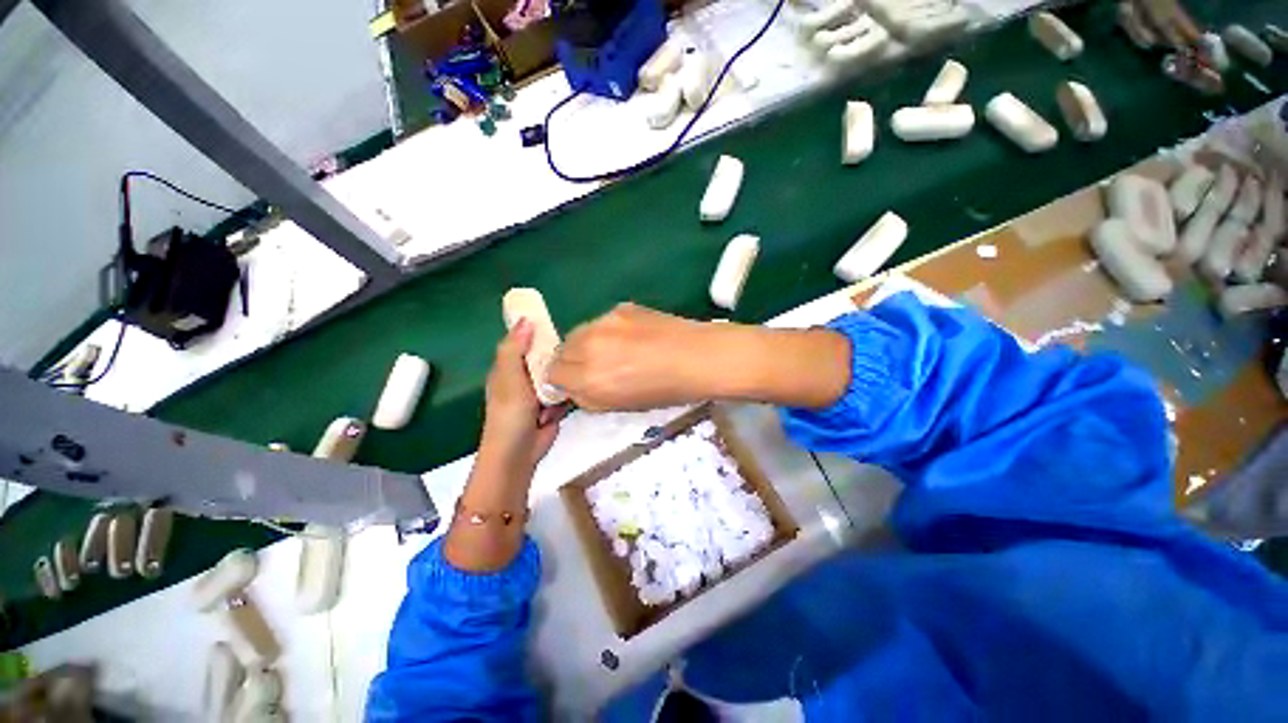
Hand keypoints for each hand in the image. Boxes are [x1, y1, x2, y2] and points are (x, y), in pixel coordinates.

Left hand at [480, 319, 565, 469]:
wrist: (520, 453)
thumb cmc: (510, 414)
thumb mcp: (509, 378)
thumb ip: (515, 350)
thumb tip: (525, 319)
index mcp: (508, 368)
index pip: (523, 342)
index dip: (536, 331)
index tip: (555, 322)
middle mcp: (524, 377)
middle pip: (544, 357)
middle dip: (557, 356)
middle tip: (573, 349)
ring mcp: (540, 392)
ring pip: (558, 374)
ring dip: (564, 377)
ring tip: (572, 376)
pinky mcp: (554, 405)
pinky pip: (566, 391)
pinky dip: (568, 394)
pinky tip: (570, 397)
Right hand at [548, 303, 732, 410]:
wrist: (698, 357)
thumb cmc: (664, 390)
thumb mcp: (620, 405)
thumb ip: (588, 395)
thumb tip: (572, 385)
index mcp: (589, 378)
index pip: (553, 374)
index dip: (562, 380)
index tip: (575, 382)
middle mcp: (589, 346)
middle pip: (561, 350)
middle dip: (570, 361)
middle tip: (592, 367)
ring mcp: (604, 322)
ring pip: (578, 333)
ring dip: (586, 344)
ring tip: (611, 351)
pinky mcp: (620, 308)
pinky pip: (601, 322)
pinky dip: (606, 332)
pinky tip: (630, 337)